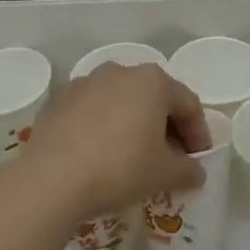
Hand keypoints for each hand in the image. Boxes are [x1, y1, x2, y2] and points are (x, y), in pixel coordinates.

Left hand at [15, 62, 208, 221]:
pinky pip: (92, 111)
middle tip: (170, 159)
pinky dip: (103, 127)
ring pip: (121, 101)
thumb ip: (188, 170)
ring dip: (133, 124)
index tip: (198, 160)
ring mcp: (86, 82)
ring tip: (134, 156)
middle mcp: (120, 71)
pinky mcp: (59, 99)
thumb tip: (196, 171)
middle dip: (166, 127)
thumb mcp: (164, 174)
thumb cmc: (119, 168)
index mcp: (152, 81)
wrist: (51, 178)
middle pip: (154, 97)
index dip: (198, 133)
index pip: (188, 104)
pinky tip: (100, 154)